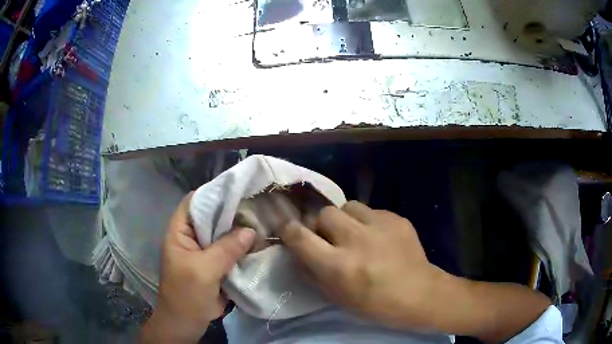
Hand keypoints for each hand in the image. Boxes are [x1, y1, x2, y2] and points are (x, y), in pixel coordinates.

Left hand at [140, 192, 255, 342]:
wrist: (187, 322)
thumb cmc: (186, 294)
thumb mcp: (203, 271)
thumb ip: (226, 249)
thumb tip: (251, 230)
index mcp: (180, 231)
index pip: (195, 202)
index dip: (213, 192)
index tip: (238, 187)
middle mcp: (192, 236)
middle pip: (212, 216)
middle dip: (232, 210)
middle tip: (257, 203)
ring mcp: (205, 250)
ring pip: (223, 233)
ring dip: (239, 229)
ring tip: (263, 219)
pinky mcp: (216, 263)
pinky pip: (230, 250)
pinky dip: (243, 246)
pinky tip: (260, 241)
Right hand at [278, 201, 441, 329]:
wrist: (419, 294)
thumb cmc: (375, 304)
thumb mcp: (336, 297)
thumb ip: (312, 273)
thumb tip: (298, 252)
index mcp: (338, 265)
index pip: (300, 236)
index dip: (289, 230)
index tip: (289, 229)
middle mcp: (356, 240)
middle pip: (324, 213)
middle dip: (321, 224)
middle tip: (331, 237)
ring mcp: (379, 226)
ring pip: (348, 206)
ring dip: (345, 219)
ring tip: (355, 232)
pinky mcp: (396, 219)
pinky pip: (372, 211)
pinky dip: (368, 221)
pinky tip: (378, 236)